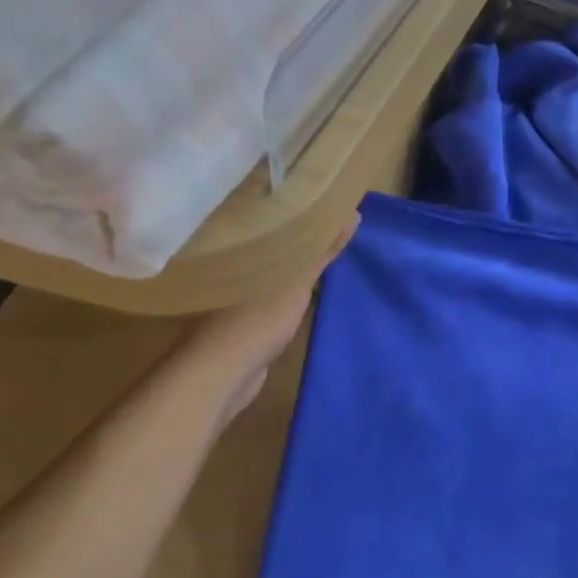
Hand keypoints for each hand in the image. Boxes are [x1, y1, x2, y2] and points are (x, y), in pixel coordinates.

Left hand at [150, 222, 355, 418]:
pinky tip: (311, 292)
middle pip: (274, 244)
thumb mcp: (298, 281)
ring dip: (298, 267)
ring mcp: (236, 295)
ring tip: (331, 257)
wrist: (224, 374)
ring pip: (275, 271)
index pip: (272, 216)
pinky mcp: (244, 320)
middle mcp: (232, 265)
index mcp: (238, 247)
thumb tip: (353, 213)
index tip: (327, 203)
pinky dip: (292, 292)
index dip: (300, 208)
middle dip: (302, 238)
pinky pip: (275, 296)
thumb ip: (322, 250)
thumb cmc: (257, 318)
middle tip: (336, 229)